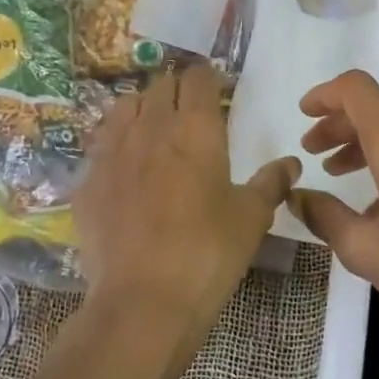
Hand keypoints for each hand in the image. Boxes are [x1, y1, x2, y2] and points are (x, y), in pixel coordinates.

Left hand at [75, 64, 300, 343]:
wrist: (143, 300)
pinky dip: (116, 144)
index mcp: (196, 129)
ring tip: (154, 129)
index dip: (208, 78)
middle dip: (177, 90)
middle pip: (160, 86)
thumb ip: (271, 183)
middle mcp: (150, 127)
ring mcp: (112, 151)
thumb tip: (291, 163)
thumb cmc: (208, 253)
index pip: (198, 78)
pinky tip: (125, 168)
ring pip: (125, 107)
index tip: (217, 90)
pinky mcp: (88, 180)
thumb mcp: (251, 218)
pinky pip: (101, 145)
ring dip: (143, 108)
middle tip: (190, 111)